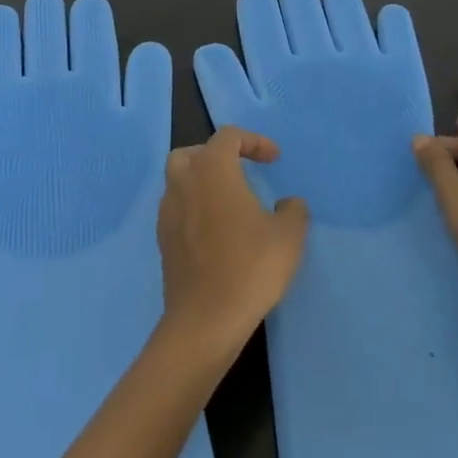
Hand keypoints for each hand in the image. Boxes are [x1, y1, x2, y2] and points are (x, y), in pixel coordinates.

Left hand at [157, 128, 308, 362]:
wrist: (205, 320)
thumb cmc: (249, 268)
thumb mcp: (288, 237)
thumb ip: (293, 211)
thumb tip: (288, 204)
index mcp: (212, 170)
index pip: (228, 136)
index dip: (253, 141)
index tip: (274, 159)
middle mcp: (184, 182)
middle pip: (193, 152)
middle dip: (217, 155)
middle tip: (240, 170)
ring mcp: (168, 211)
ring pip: (179, 179)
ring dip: (202, 181)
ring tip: (229, 201)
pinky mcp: (163, 239)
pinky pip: (177, 208)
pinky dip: (194, 207)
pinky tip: (216, 230)